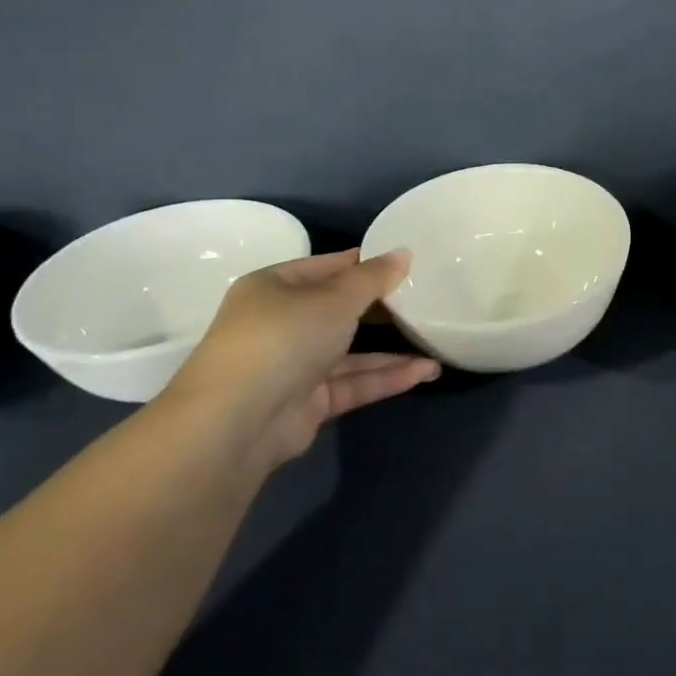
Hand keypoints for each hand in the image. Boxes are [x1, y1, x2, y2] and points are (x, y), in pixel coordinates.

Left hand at [165, 248, 439, 469]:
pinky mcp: (308, 402)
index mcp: (275, 287)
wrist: (237, 422)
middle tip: (428, 300)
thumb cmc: (283, 338)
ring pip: (351, 352)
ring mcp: (294, 366)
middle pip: (340, 310)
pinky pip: (353, 382)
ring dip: (392, 349)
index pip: (326, 267)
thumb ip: (373, 278)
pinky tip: (426, 371)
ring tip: (438, 341)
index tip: (407, 262)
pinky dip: (387, 377)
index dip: (365, 263)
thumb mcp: (334, 298)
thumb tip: (404, 253)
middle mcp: (282, 324)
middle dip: (382, 308)